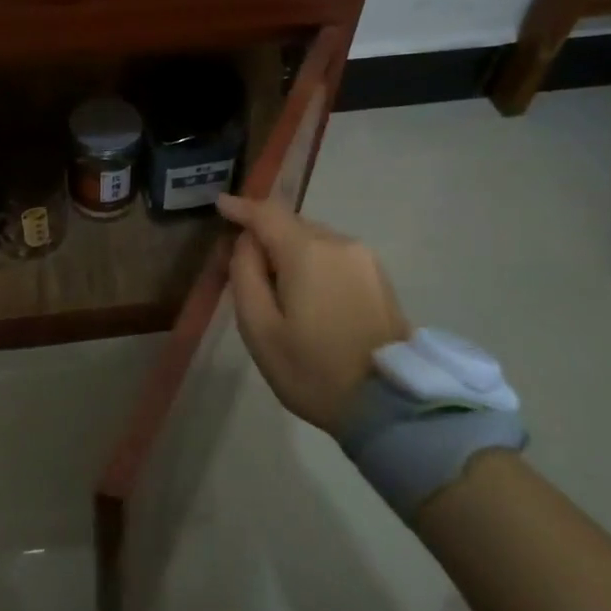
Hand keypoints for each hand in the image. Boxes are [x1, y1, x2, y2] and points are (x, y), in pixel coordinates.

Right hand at [217, 194, 411, 433]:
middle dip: (264, 234)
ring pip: (314, 239)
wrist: (390, 406)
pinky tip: (306, 292)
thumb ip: (245, 274)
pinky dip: (312, 262)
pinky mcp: (378, 277)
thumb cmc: (314, 370)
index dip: (241, 207)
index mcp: (307, 251)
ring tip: (275, 285)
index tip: (220, 205)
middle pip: (291, 224)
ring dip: (289, 250)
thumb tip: (247, 243)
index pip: (266, 213)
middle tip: (241, 263)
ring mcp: (364, 259)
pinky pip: (334, 255)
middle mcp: (339, 243)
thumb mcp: (259, 329)